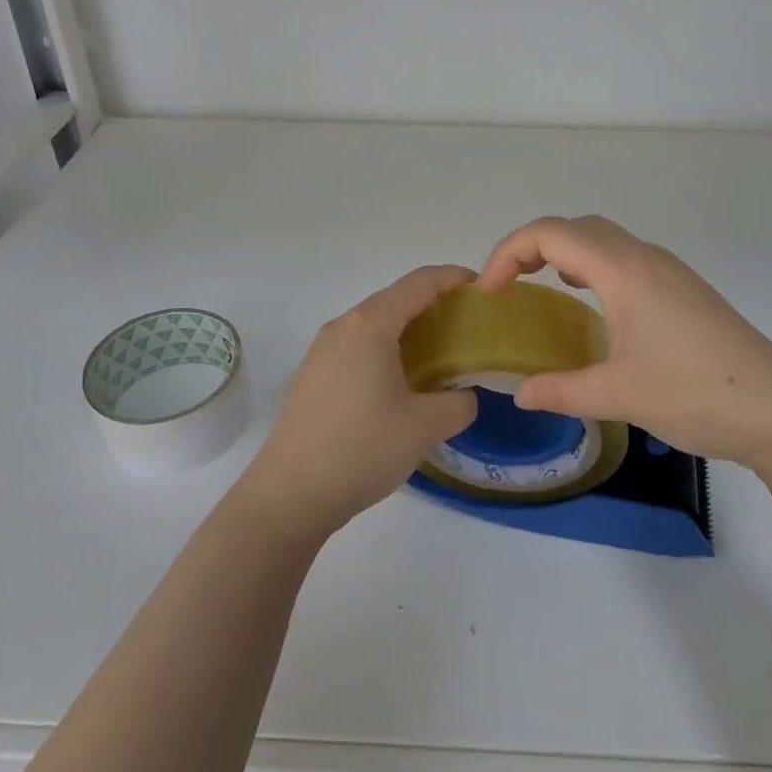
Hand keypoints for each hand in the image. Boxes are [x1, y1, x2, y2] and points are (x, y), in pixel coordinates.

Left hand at [237, 265, 479, 537]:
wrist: (289, 494)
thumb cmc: (361, 448)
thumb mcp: (425, 427)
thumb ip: (459, 403)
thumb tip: (464, 395)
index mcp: (370, 325)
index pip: (419, 282)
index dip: (453, 278)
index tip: (482, 288)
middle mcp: (342, 326)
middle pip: (395, 299)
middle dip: (434, 305)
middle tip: (468, 326)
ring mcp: (321, 351)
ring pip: (374, 324)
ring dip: (409, 329)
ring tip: (440, 354)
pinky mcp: (312, 376)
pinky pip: (358, 346)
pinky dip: (386, 349)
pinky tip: (401, 382)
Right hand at [478, 216, 771, 471]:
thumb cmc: (696, 394)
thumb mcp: (619, 395)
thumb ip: (561, 391)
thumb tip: (519, 394)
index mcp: (624, 271)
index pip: (551, 233)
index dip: (508, 252)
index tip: (489, 291)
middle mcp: (645, 258)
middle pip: (576, 226)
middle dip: (532, 244)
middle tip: (508, 284)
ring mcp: (670, 271)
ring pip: (604, 238)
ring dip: (565, 250)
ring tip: (543, 284)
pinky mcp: (684, 289)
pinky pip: (625, 257)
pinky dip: (593, 264)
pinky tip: (594, 302)